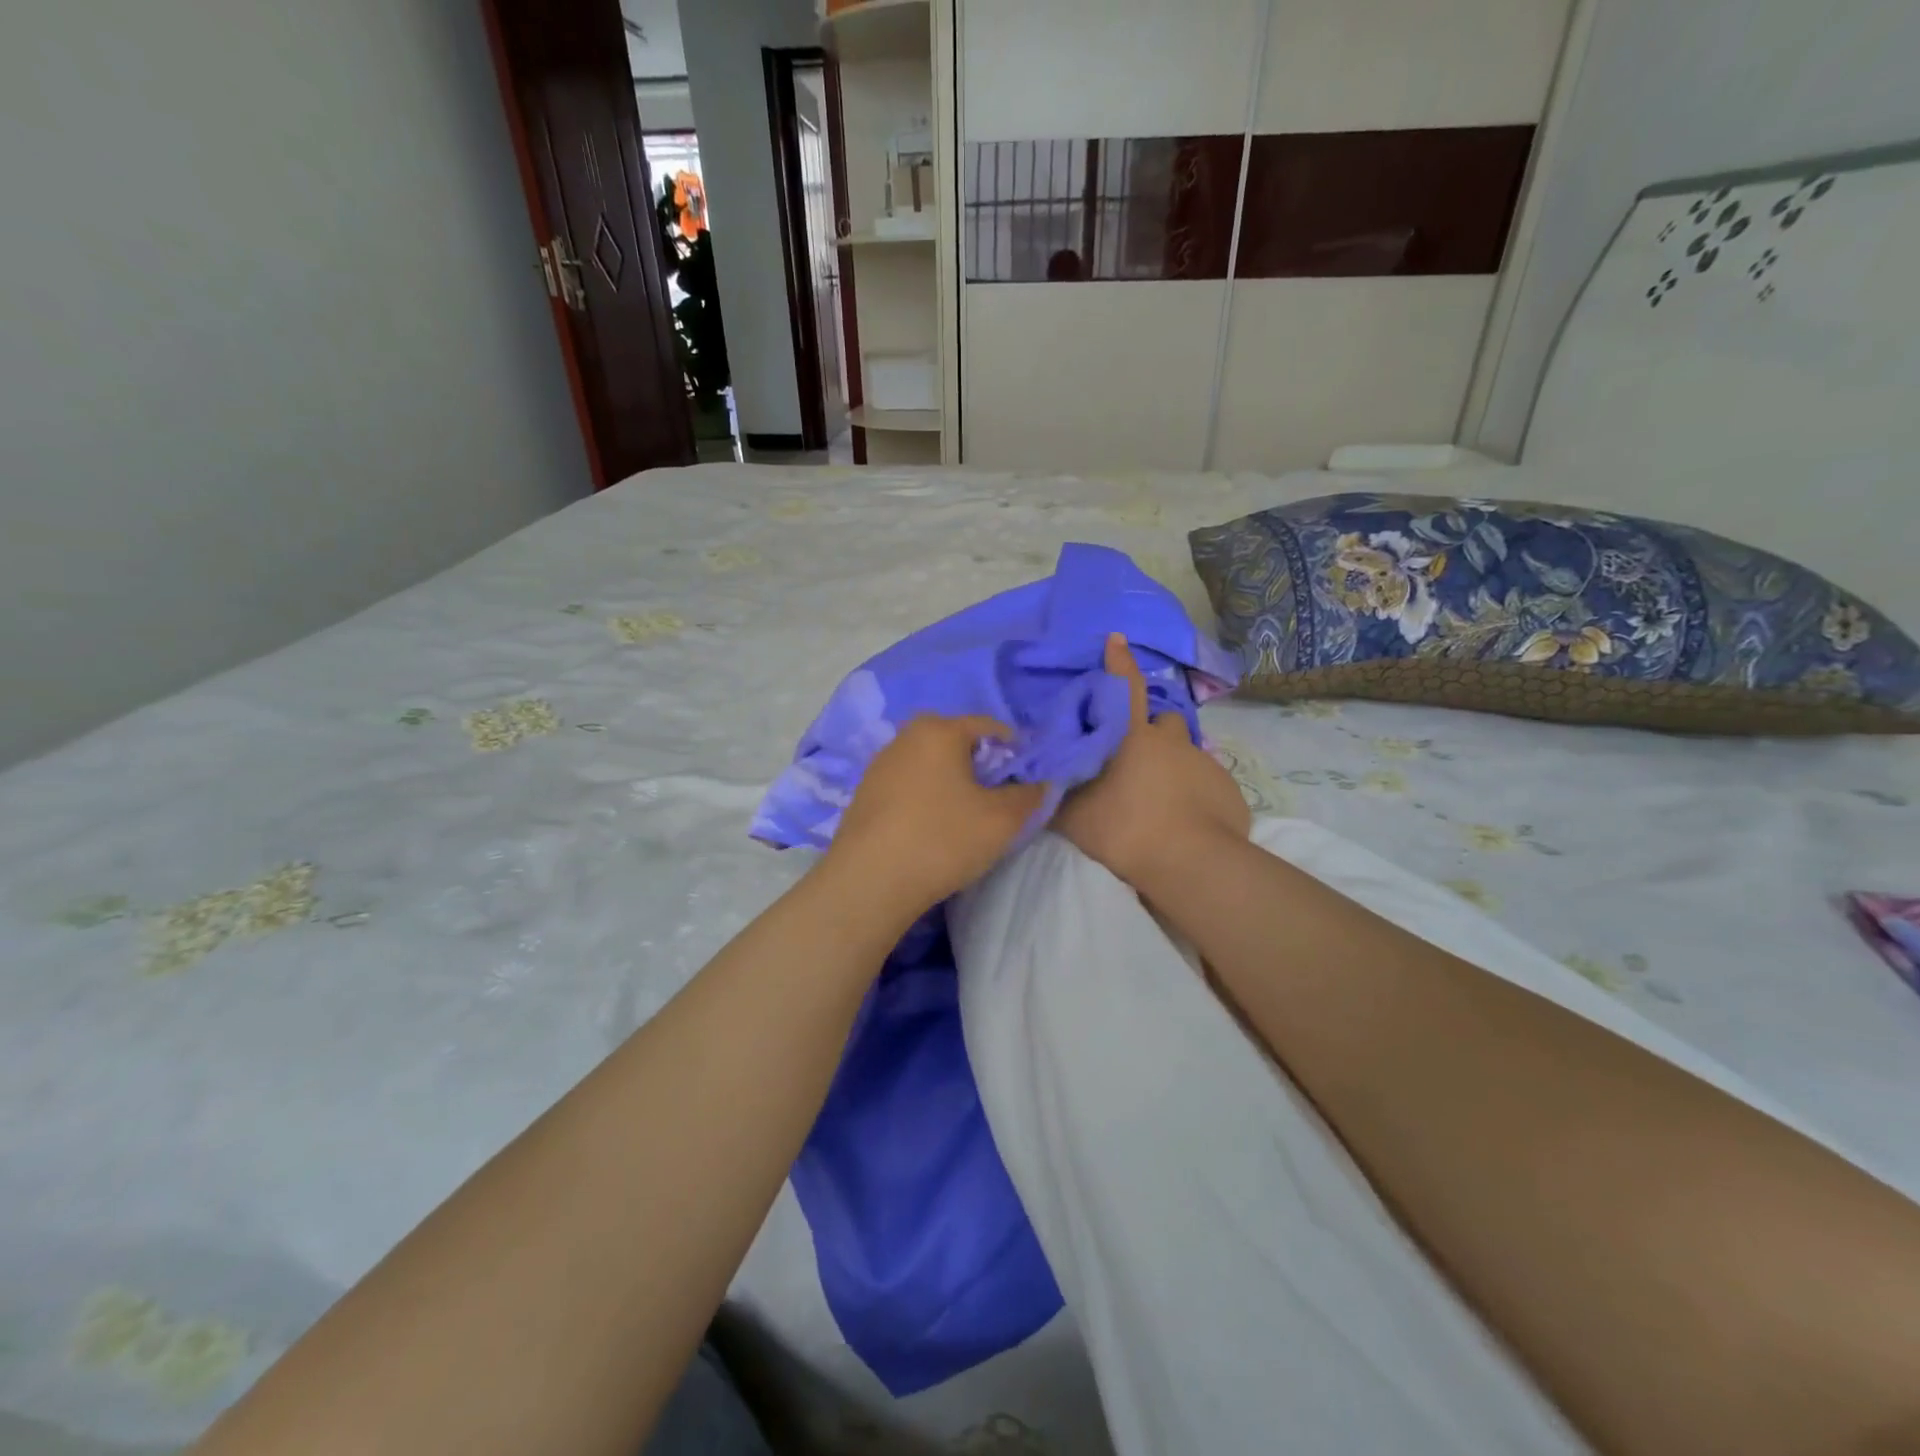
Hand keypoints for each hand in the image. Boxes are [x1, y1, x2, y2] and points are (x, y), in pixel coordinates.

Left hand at [827, 715, 1046, 915]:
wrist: (869, 881)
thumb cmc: (942, 839)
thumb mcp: (1002, 820)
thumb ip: (1029, 795)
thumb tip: (1040, 783)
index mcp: (940, 730)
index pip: (990, 726)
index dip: (1015, 749)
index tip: (1027, 778)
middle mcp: (906, 736)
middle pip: (955, 741)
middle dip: (980, 763)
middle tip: (996, 796)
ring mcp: (880, 764)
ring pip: (929, 763)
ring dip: (950, 780)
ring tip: (964, 813)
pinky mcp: (864, 792)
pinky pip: (908, 783)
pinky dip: (925, 795)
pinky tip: (930, 826)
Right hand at [1054, 634, 1250, 889]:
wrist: (1188, 862)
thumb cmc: (1122, 830)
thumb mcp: (1072, 815)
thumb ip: (1058, 791)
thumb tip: (1041, 776)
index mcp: (1131, 736)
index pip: (1123, 687)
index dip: (1118, 662)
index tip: (1117, 638)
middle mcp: (1170, 740)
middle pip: (1161, 721)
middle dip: (1151, 732)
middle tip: (1137, 761)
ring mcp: (1203, 761)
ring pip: (1185, 752)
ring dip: (1173, 764)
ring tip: (1163, 797)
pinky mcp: (1227, 787)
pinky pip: (1206, 781)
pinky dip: (1194, 793)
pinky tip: (1186, 819)